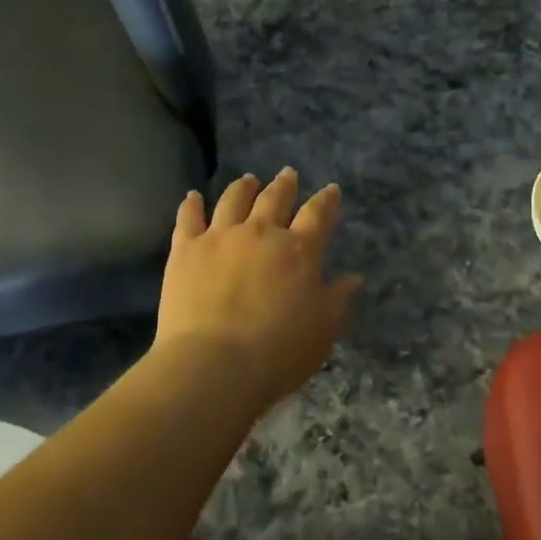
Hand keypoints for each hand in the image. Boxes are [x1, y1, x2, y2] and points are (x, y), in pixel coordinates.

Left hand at [154, 170, 362, 410]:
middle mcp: (261, 233)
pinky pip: (188, 218)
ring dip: (243, 187)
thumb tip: (354, 277)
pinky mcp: (186, 249)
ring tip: (248, 180)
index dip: (326, 201)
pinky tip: (192, 196)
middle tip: (287, 174)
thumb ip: (337, 299)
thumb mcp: (322, 330)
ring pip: (234, 200)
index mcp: (299, 250)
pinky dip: (191, 205)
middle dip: (284, 185)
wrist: (214, 365)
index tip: (331, 190)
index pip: (318, 215)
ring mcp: (221, 236)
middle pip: (275, 198)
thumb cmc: (278, 353)